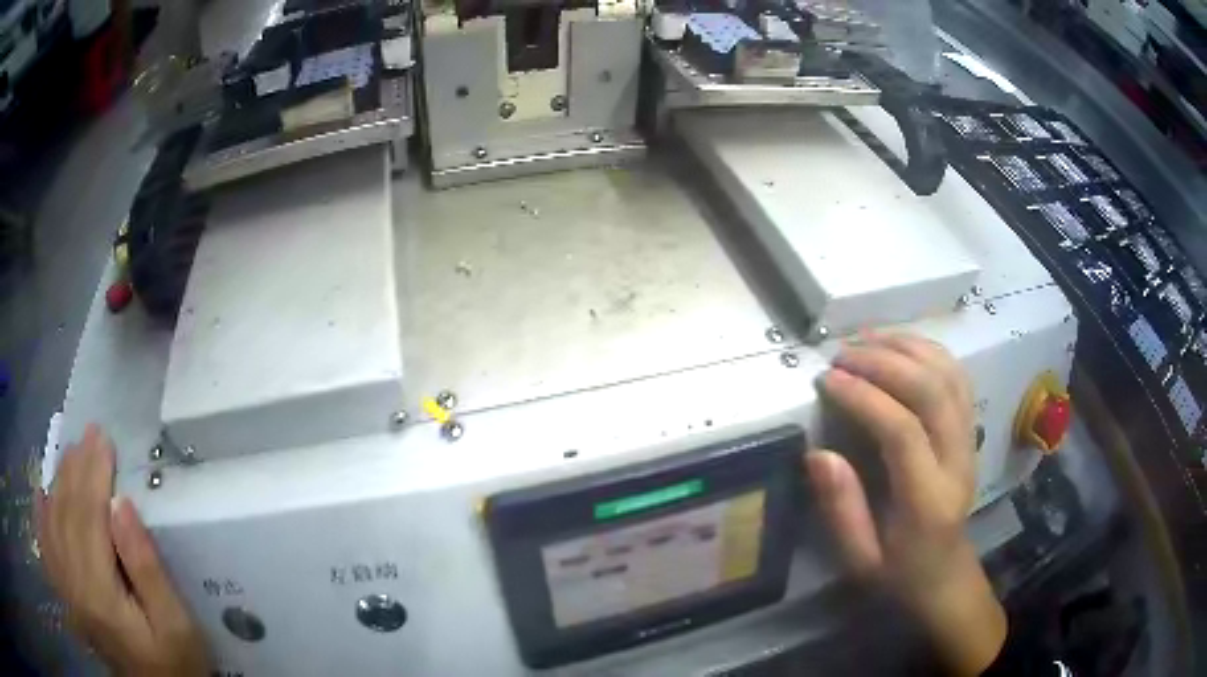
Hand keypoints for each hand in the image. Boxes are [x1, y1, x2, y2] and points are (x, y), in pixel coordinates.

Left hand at [37, 425, 210, 675]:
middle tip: (90, 435)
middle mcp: (74, 586)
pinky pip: (46, 546)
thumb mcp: (176, 626)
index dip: (93, 473)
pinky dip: (41, 516)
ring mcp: (67, 591)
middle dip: (76, 469)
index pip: (88, 517)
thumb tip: (122, 506)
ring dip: (59, 483)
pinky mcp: (66, 597)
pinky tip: (41, 495)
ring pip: (52, 522)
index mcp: (100, 595)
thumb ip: (147, 569)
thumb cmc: (175, 665)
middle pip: (66, 514)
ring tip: (72, 454)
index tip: (104, 439)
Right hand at [806, 334, 1005, 675]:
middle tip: (841, 354)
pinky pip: (957, 376)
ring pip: (949, 373)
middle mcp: (957, 460)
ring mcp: (970, 439)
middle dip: (884, 361)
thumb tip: (818, 454)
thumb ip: (841, 509)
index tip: (826, 380)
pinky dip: (928, 351)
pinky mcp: (971, 429)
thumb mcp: (859, 560)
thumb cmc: (899, 573)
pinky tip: (900, 345)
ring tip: (866, 338)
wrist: (947, 576)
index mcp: (928, 500)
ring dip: (907, 346)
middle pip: (932, 389)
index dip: (864, 397)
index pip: (902, 430)